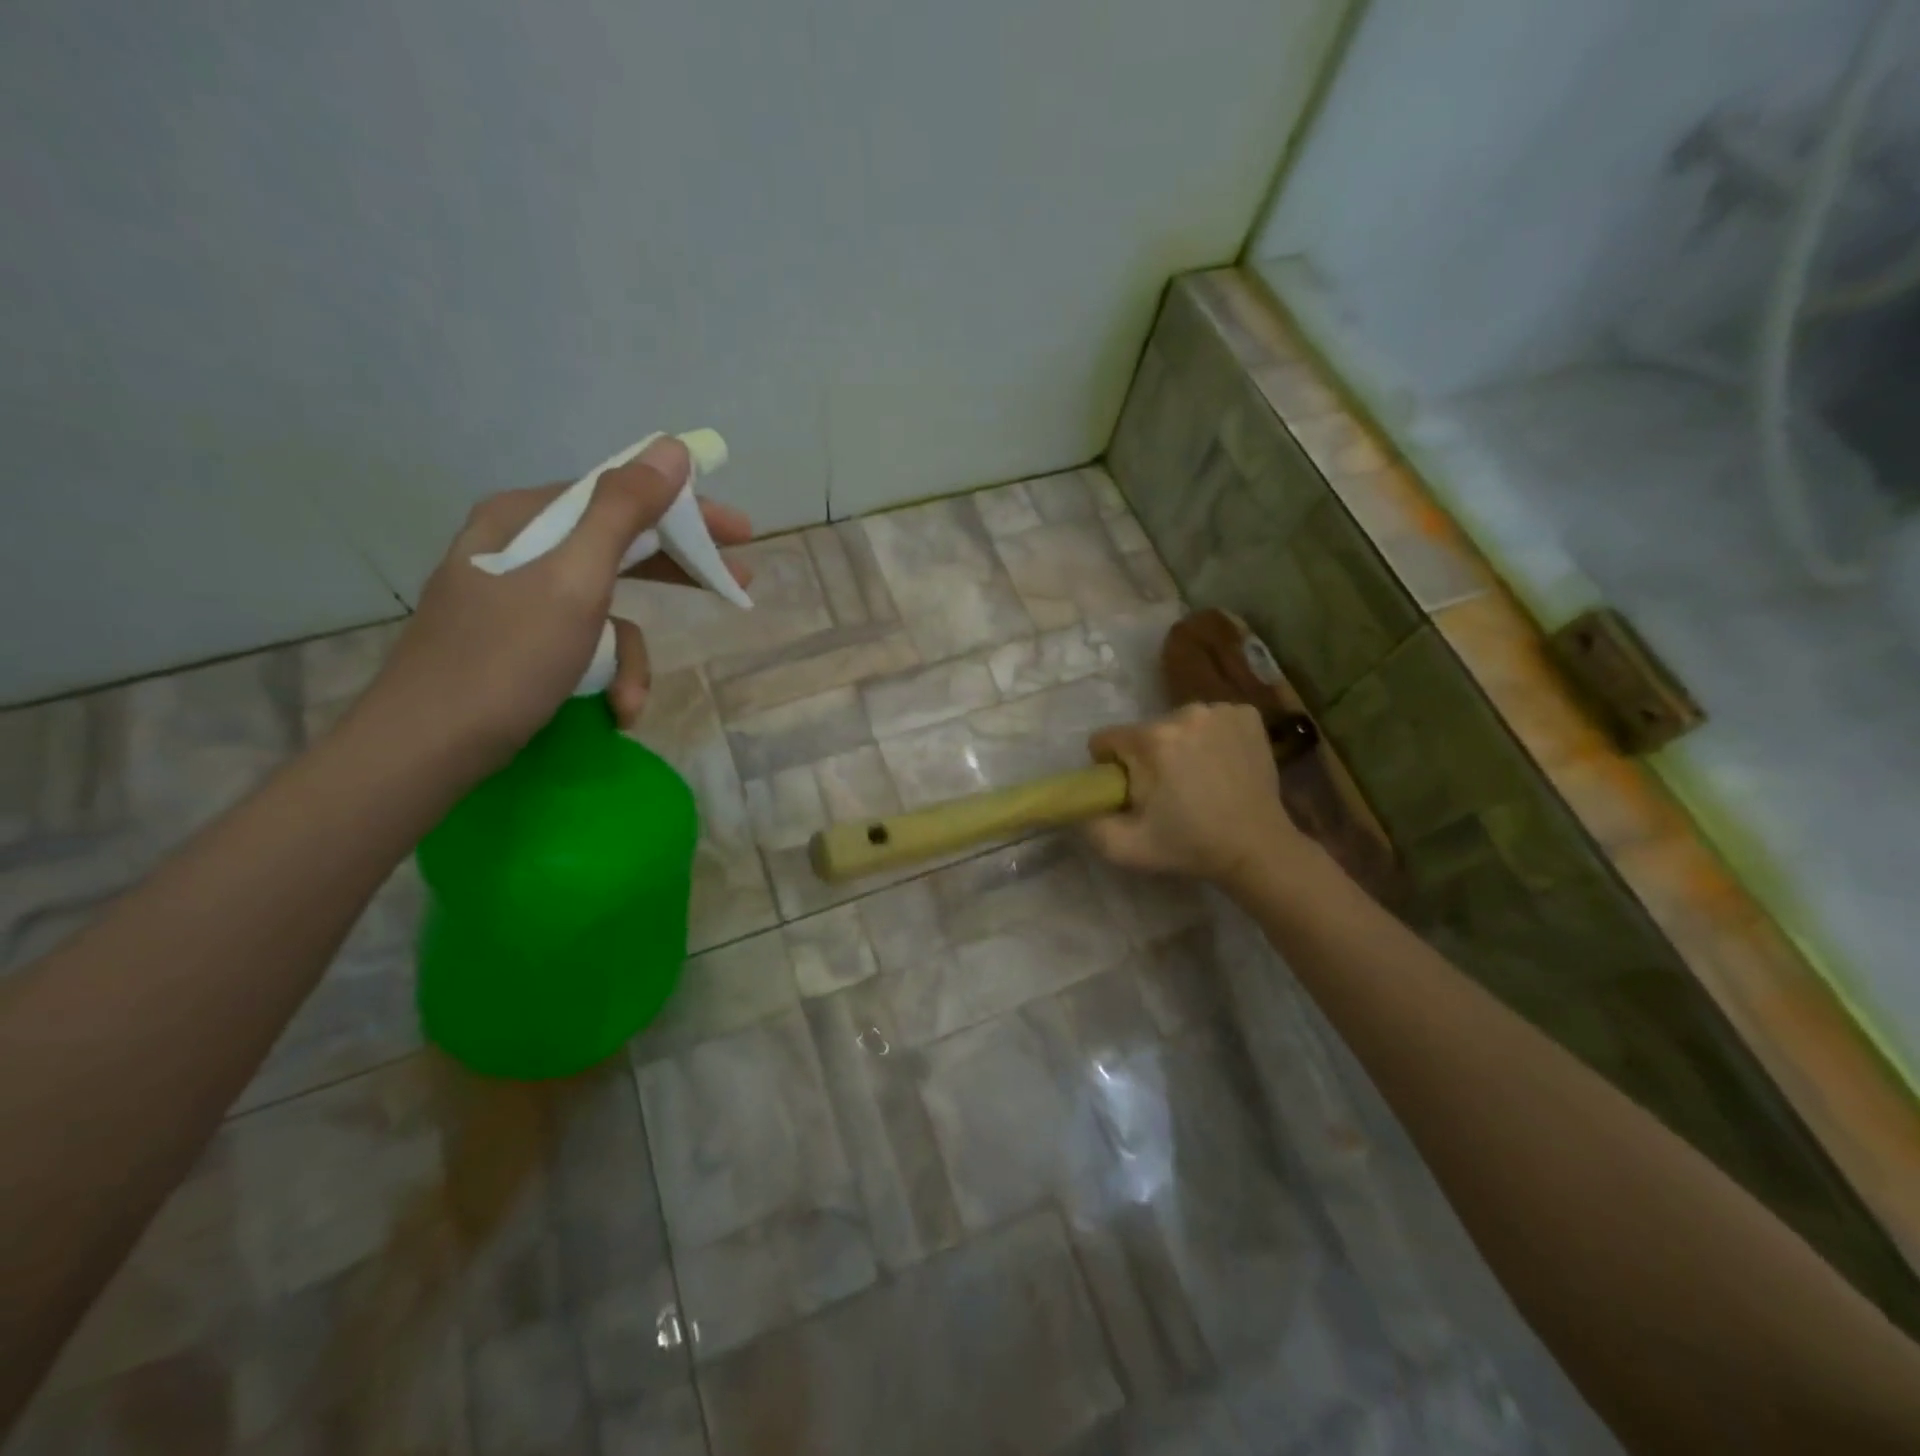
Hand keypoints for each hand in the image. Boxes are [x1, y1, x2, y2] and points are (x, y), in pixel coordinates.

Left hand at [360, 436, 753, 767]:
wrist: (427, 748)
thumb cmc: (505, 661)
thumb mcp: (574, 581)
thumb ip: (623, 512)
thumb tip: (670, 449)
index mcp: (526, 518)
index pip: (621, 495)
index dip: (686, 510)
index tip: (740, 533)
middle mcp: (521, 547)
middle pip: (620, 545)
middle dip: (676, 573)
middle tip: (736, 584)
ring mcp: (519, 597)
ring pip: (607, 606)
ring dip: (631, 656)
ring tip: (632, 701)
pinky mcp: (522, 641)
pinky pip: (585, 642)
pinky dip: (605, 674)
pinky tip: (611, 709)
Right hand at [1083, 703, 1307, 890]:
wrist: (1257, 848)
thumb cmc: (1189, 846)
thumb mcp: (1124, 847)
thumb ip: (1089, 823)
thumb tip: (1081, 803)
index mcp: (1151, 740)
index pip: (1106, 739)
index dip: (1111, 766)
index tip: (1130, 789)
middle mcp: (1185, 713)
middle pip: (1144, 731)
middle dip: (1147, 756)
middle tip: (1167, 791)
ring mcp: (1221, 711)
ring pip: (1178, 723)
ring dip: (1180, 745)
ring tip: (1198, 778)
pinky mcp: (1247, 715)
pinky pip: (1213, 719)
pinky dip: (1212, 737)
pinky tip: (1222, 764)